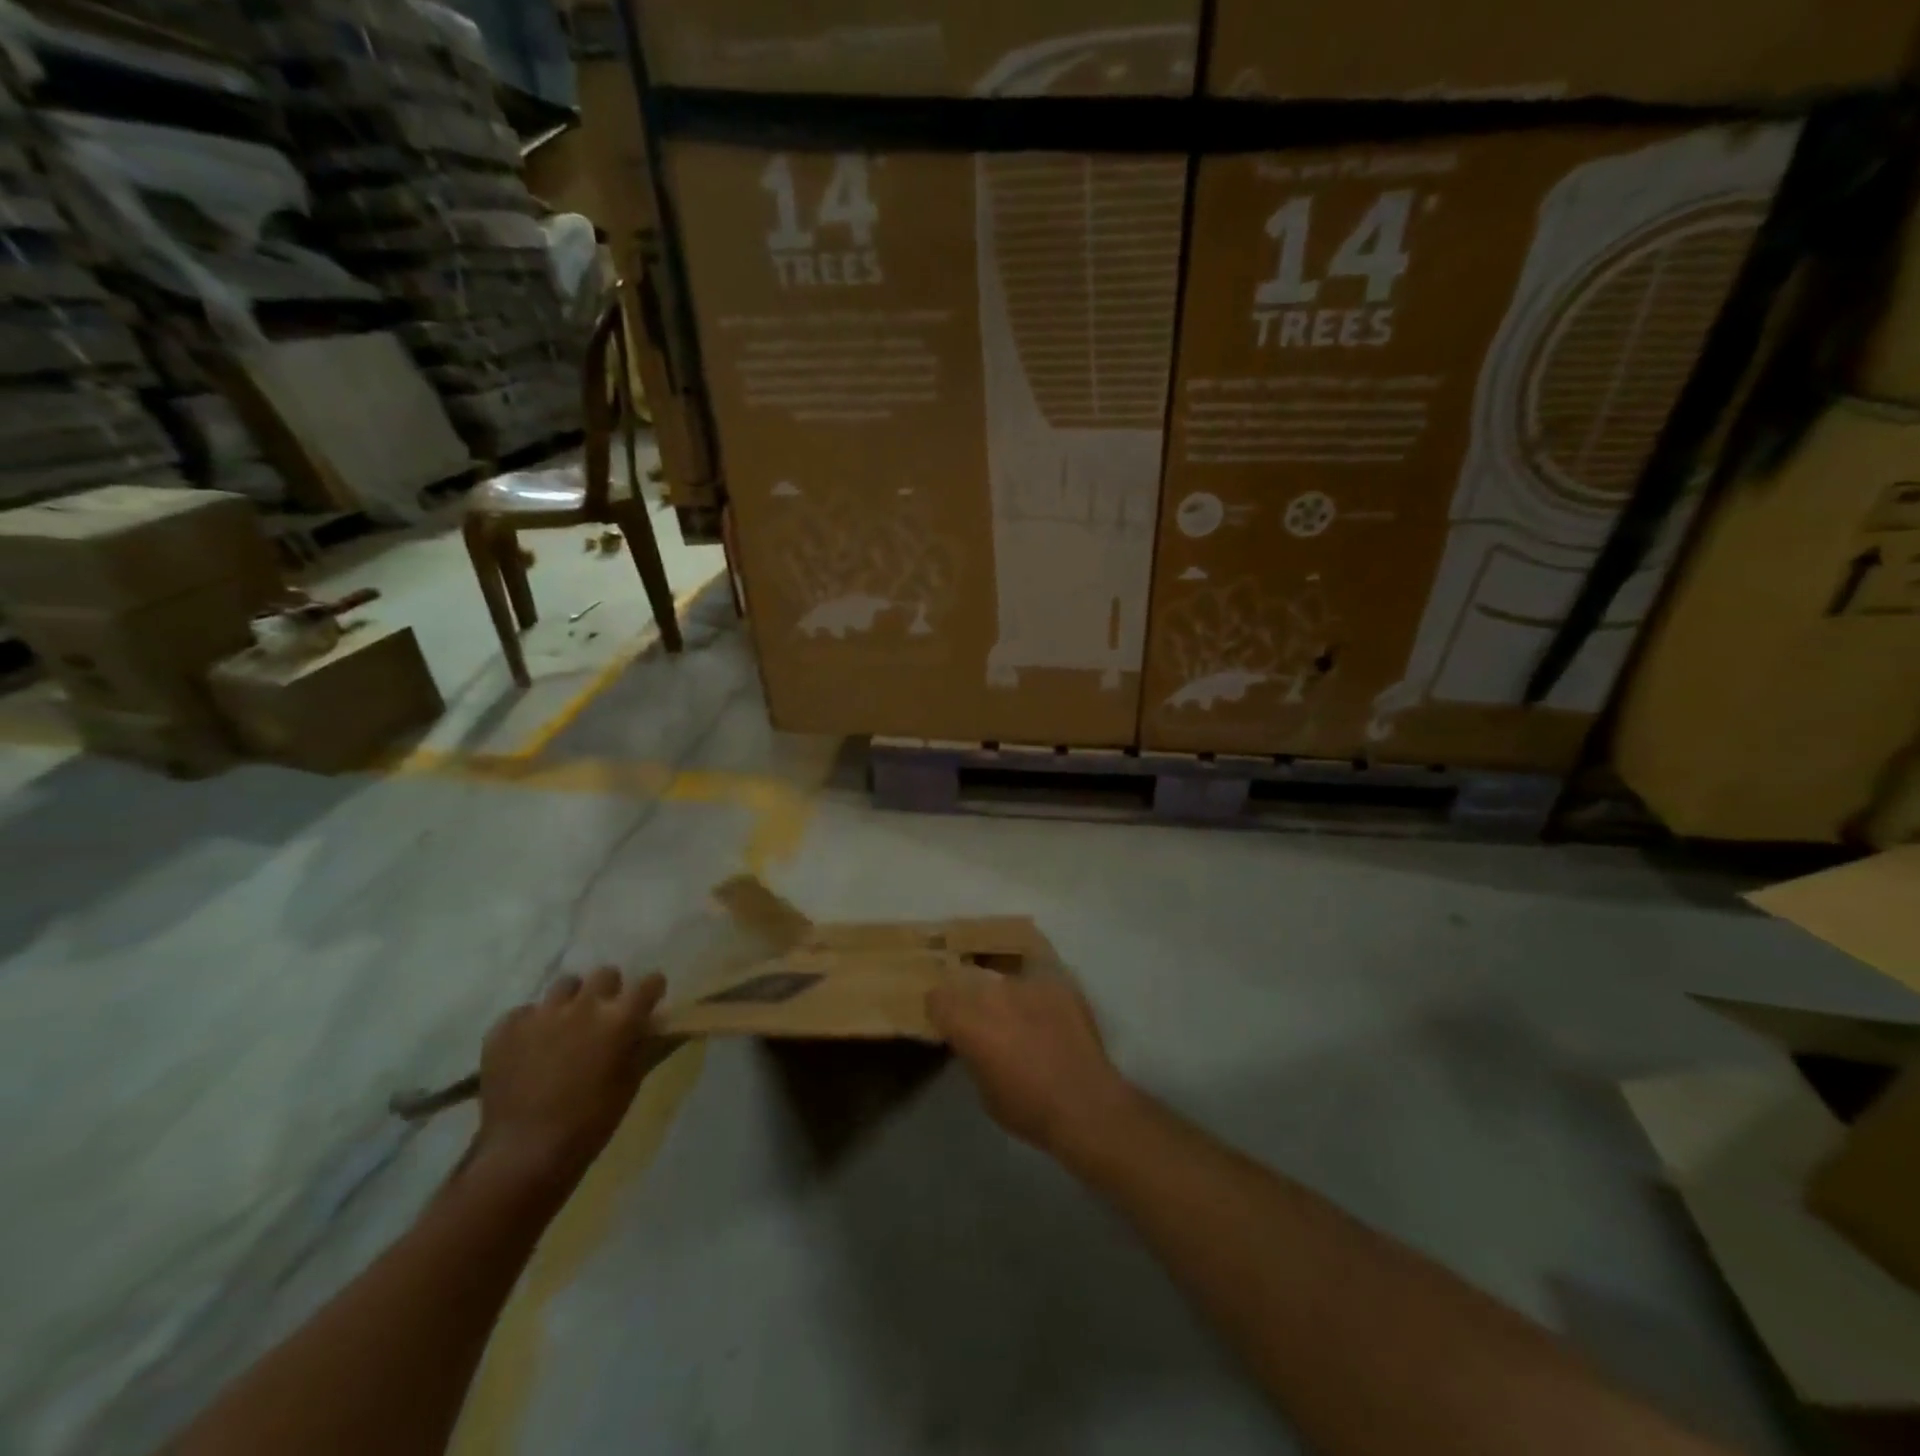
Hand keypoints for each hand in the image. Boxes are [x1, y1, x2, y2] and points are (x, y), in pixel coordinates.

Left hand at [474, 967, 667, 1192]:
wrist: (526, 1153)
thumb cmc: (591, 1122)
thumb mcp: (630, 1082)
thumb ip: (640, 1045)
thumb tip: (647, 1025)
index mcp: (620, 1018)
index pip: (649, 982)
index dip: (651, 991)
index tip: (649, 1001)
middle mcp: (583, 1005)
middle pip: (606, 974)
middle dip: (610, 990)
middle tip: (605, 1014)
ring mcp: (542, 1013)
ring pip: (564, 985)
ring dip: (571, 1000)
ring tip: (565, 1025)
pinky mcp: (506, 1028)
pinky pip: (525, 1012)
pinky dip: (532, 1024)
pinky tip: (530, 1047)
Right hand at [927, 971, 1140, 1162]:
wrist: (1085, 1103)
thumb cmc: (1028, 1108)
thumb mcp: (983, 1089)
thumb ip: (972, 1054)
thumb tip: (973, 1042)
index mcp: (967, 1019)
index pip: (937, 997)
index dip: (940, 1011)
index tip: (948, 1024)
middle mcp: (992, 991)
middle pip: (969, 980)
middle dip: (970, 997)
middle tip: (983, 1020)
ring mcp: (1028, 982)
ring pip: (1003, 977)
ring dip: (1004, 993)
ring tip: (1018, 1014)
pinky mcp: (1058, 981)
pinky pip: (1037, 978)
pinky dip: (1036, 993)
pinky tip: (1047, 1012)